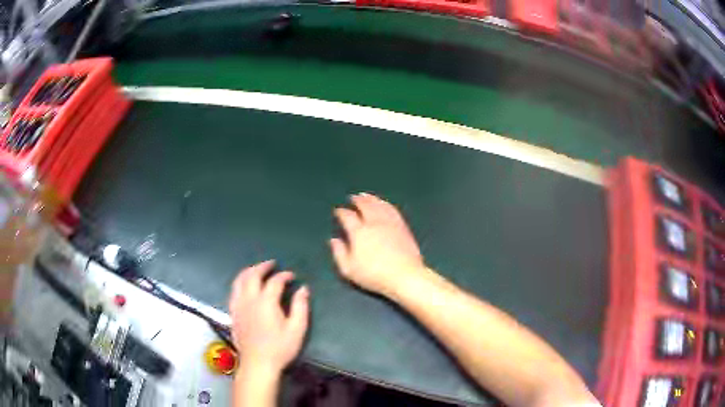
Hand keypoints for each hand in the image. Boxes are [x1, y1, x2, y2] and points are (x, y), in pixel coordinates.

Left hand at [229, 260, 309, 373]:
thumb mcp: (297, 329)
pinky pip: (233, 291)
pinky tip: (245, 286)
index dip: (284, 275)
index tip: (292, 276)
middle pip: (252, 275)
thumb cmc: (280, 348)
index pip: (275, 281)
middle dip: (263, 267)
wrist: (258, 364)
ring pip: (239, 280)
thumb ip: (300, 306)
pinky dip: (240, 283)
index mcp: (266, 301)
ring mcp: (238, 305)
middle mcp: (249, 299)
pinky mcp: (233, 313)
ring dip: (248, 271)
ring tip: (257, 270)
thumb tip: (303, 289)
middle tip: (272, 264)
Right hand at [330, 193, 426, 296]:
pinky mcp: (402, 226)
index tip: (338, 211)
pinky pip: (392, 209)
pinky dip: (385, 204)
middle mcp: (374, 222)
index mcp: (359, 232)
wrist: (404, 275)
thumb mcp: (349, 269)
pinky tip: (384, 204)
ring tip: (366, 196)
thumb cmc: (374, 275)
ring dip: (371, 199)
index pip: (347, 216)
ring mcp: (390, 223)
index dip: (341, 212)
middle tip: (353, 197)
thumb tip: (334, 240)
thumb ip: (339, 253)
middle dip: (357, 200)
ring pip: (379, 205)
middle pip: (365, 206)